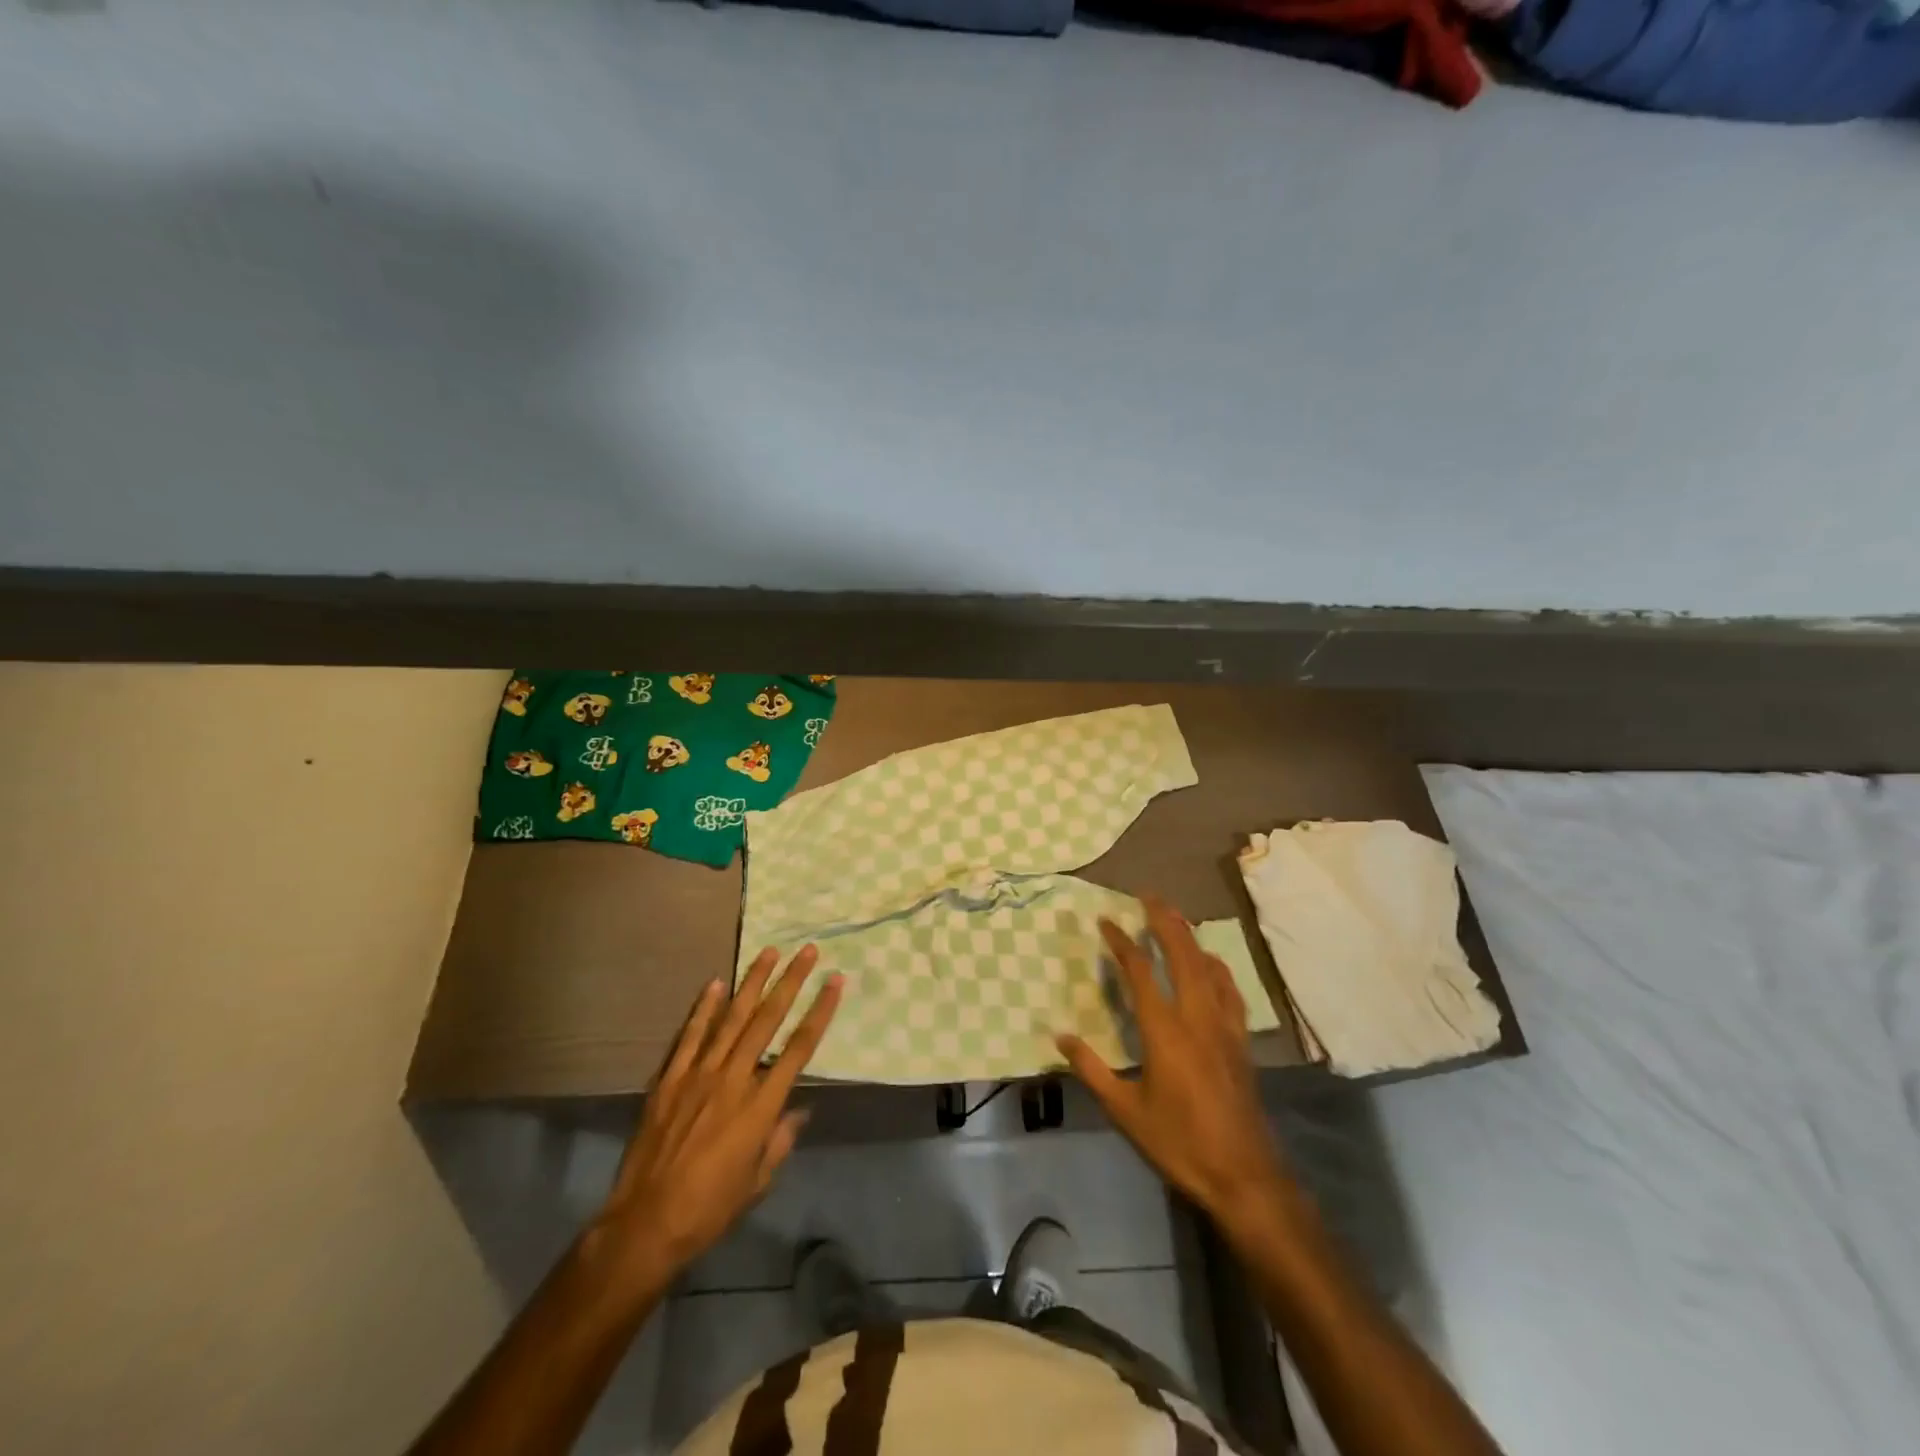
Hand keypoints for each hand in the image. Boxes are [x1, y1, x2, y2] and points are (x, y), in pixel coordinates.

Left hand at [590, 947, 842, 1290]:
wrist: (644, 1225)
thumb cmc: (710, 1209)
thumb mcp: (758, 1182)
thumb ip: (780, 1140)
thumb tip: (799, 1109)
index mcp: (760, 1106)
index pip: (799, 1048)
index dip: (820, 1011)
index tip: (836, 981)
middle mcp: (733, 1080)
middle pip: (768, 1021)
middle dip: (791, 982)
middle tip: (808, 951)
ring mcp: (698, 1075)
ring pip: (732, 1018)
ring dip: (753, 982)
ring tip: (770, 952)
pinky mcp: (669, 1080)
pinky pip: (690, 1036)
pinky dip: (703, 1009)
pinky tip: (715, 983)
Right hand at [1056, 898, 1289, 1234]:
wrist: (1244, 1175)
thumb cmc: (1179, 1142)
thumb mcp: (1125, 1111)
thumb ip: (1092, 1070)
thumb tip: (1060, 1036)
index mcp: (1165, 1031)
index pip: (1141, 972)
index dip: (1122, 942)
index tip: (1106, 921)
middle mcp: (1197, 1017)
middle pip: (1183, 954)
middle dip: (1165, 921)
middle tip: (1149, 896)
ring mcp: (1224, 1026)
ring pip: (1209, 967)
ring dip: (1191, 937)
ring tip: (1176, 918)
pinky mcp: (1241, 1041)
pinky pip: (1230, 990)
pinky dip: (1217, 967)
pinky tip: (1211, 964)